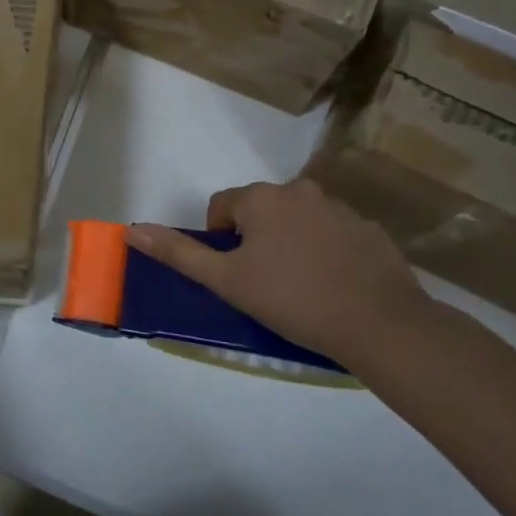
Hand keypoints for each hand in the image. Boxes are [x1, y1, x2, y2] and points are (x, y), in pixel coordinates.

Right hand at [127, 179, 428, 360]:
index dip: (220, 239)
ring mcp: (340, 208)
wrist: (381, 325)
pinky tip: (334, 285)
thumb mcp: (227, 281)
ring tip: (300, 286)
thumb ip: (179, 253)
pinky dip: (326, 251)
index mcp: (263, 198)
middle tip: (264, 281)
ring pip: (298, 220)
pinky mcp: (370, 230)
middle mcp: (300, 191)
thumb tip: (133, 230)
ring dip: (290, 242)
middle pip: (260, 209)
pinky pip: (333, 234)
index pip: (223, 205)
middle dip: (255, 239)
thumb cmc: (293, 299)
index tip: (235, 273)